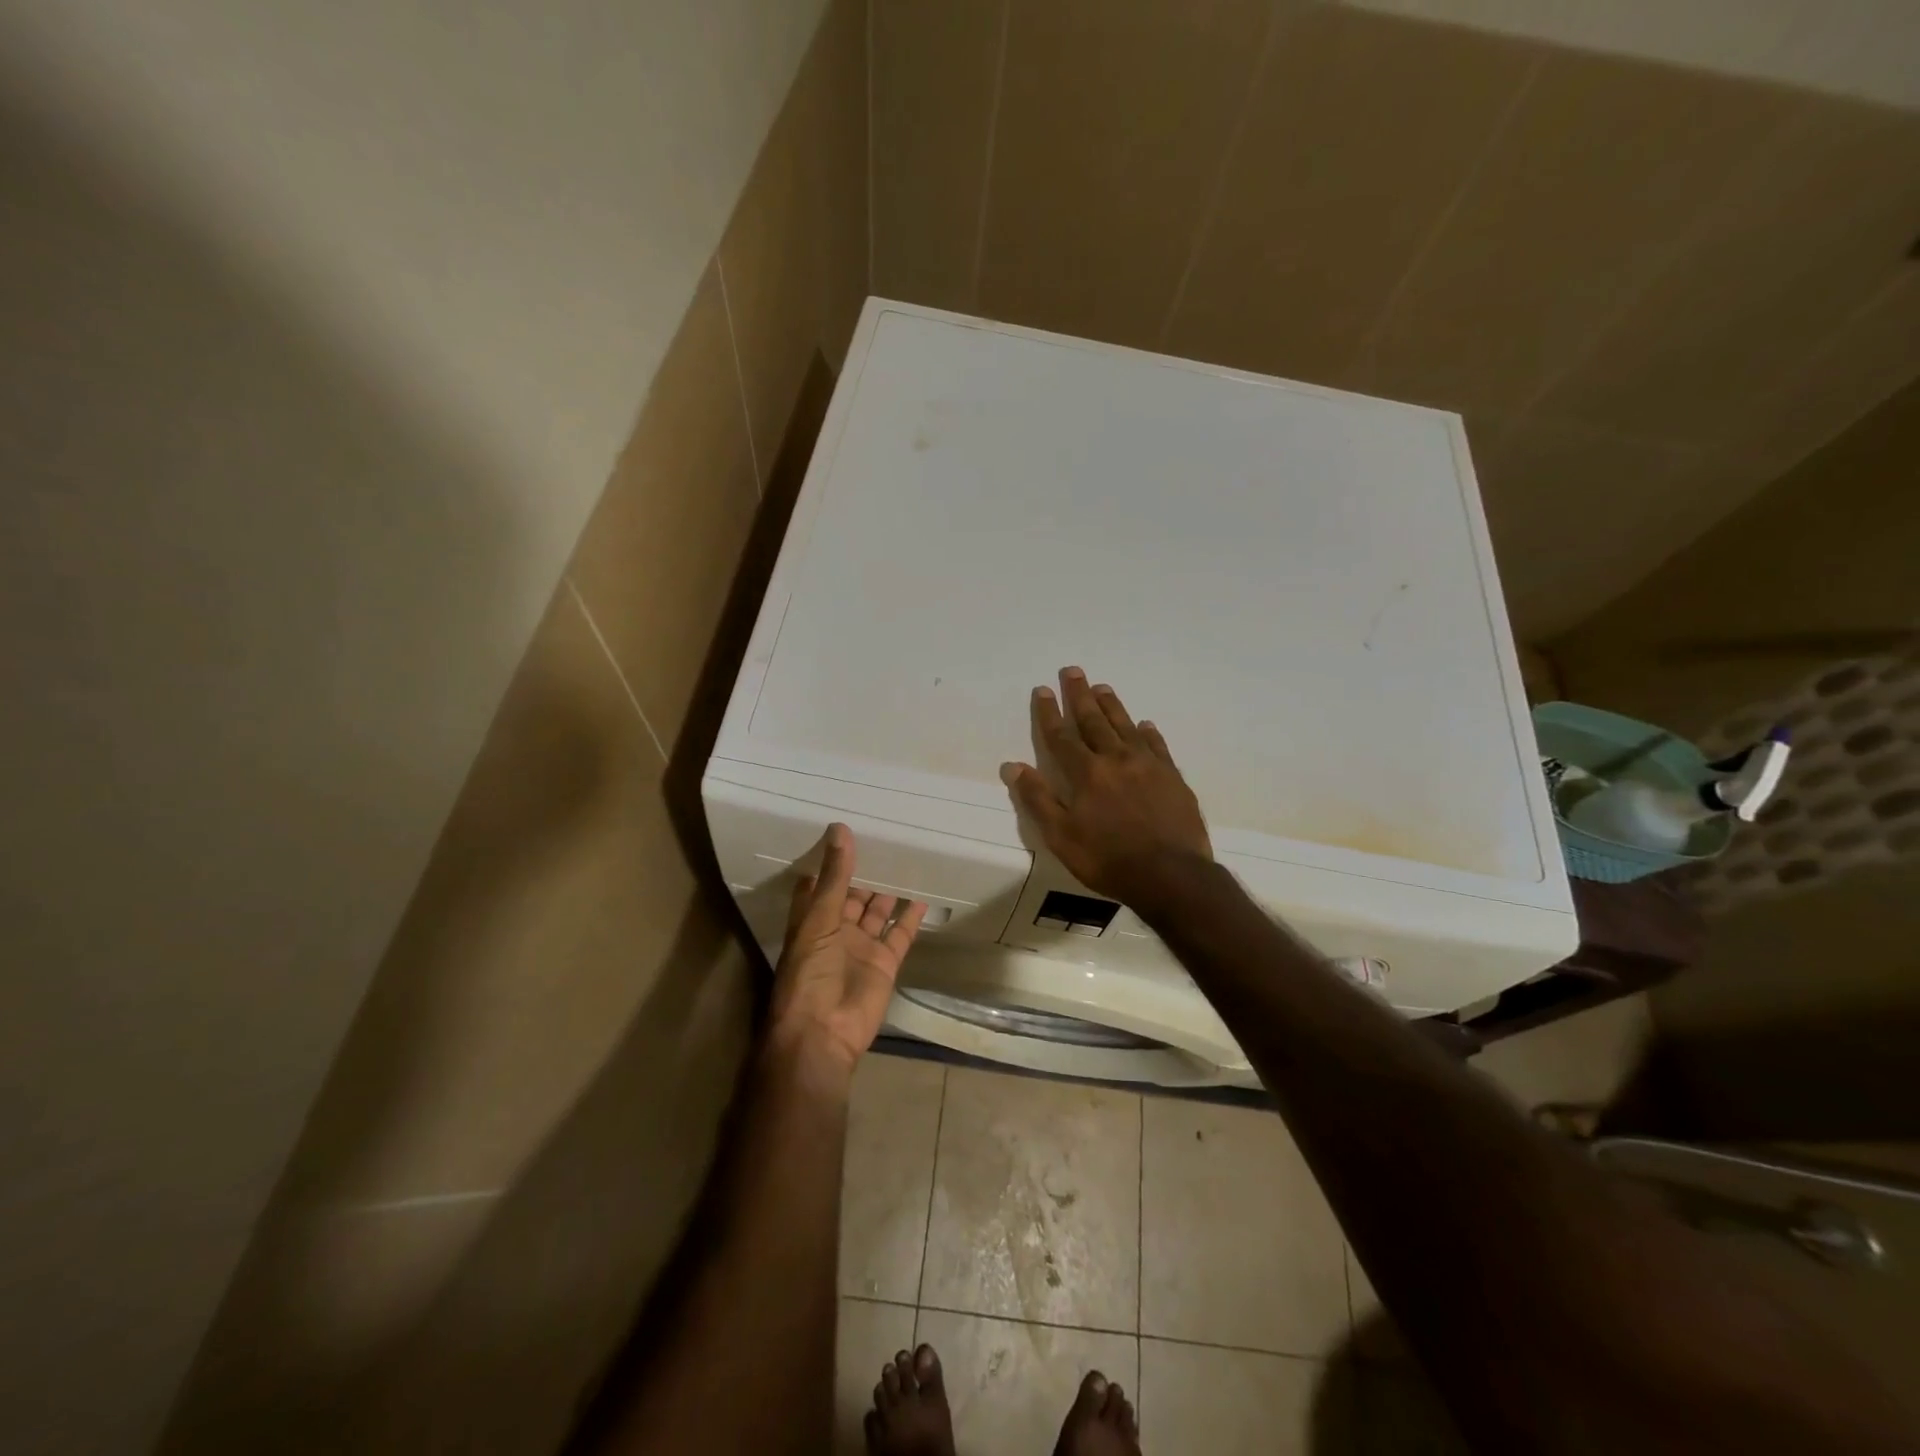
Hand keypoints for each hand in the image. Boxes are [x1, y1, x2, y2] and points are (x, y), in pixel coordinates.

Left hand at [768, 824, 927, 1080]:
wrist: (824, 1032)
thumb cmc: (810, 972)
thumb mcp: (820, 919)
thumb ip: (835, 876)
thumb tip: (840, 829)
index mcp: (812, 920)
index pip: (819, 885)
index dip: (829, 863)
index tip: (844, 833)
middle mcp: (836, 931)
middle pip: (852, 896)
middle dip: (865, 874)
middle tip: (885, 842)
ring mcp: (861, 947)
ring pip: (877, 913)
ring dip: (888, 892)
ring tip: (906, 862)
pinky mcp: (885, 963)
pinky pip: (900, 934)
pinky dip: (911, 918)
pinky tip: (922, 896)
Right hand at [999, 667, 1211, 901]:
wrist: (1171, 875)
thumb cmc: (1108, 859)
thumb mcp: (1061, 836)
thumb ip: (1038, 799)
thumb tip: (1013, 766)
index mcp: (1086, 774)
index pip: (1062, 736)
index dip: (1050, 713)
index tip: (1042, 690)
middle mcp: (1116, 760)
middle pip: (1094, 721)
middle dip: (1080, 696)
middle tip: (1073, 671)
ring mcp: (1148, 766)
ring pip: (1125, 726)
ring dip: (1112, 705)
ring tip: (1102, 687)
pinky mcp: (1172, 777)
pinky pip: (1157, 746)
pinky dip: (1148, 732)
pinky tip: (1145, 725)